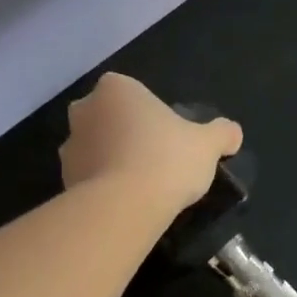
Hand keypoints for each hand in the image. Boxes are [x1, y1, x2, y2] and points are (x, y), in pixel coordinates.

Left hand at [59, 73, 242, 213]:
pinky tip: (126, 204)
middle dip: (126, 136)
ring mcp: (69, 147)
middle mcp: (84, 110)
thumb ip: (221, 133)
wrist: (125, 206)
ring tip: (141, 189)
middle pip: (110, 119)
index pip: (134, 94)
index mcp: (116, 89)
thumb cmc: (167, 160)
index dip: (152, 116)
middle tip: (155, 162)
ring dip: (113, 162)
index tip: (170, 140)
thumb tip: (232, 133)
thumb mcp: (207, 145)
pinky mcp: (63, 181)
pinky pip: (89, 179)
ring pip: (96, 150)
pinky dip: (103, 187)